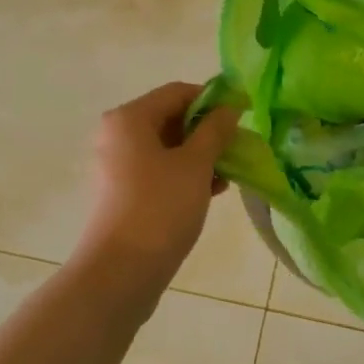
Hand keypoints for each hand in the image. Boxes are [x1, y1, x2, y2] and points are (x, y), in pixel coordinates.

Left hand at [75, 82, 241, 287]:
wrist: (121, 272)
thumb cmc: (160, 207)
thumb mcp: (196, 164)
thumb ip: (215, 130)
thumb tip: (229, 108)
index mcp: (129, 118)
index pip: (178, 92)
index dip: (214, 99)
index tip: (246, 114)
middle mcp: (117, 135)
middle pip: (171, 118)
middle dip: (208, 131)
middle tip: (239, 149)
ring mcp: (117, 166)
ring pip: (168, 147)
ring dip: (201, 155)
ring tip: (228, 175)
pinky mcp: (123, 192)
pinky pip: (159, 170)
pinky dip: (185, 174)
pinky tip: (211, 191)